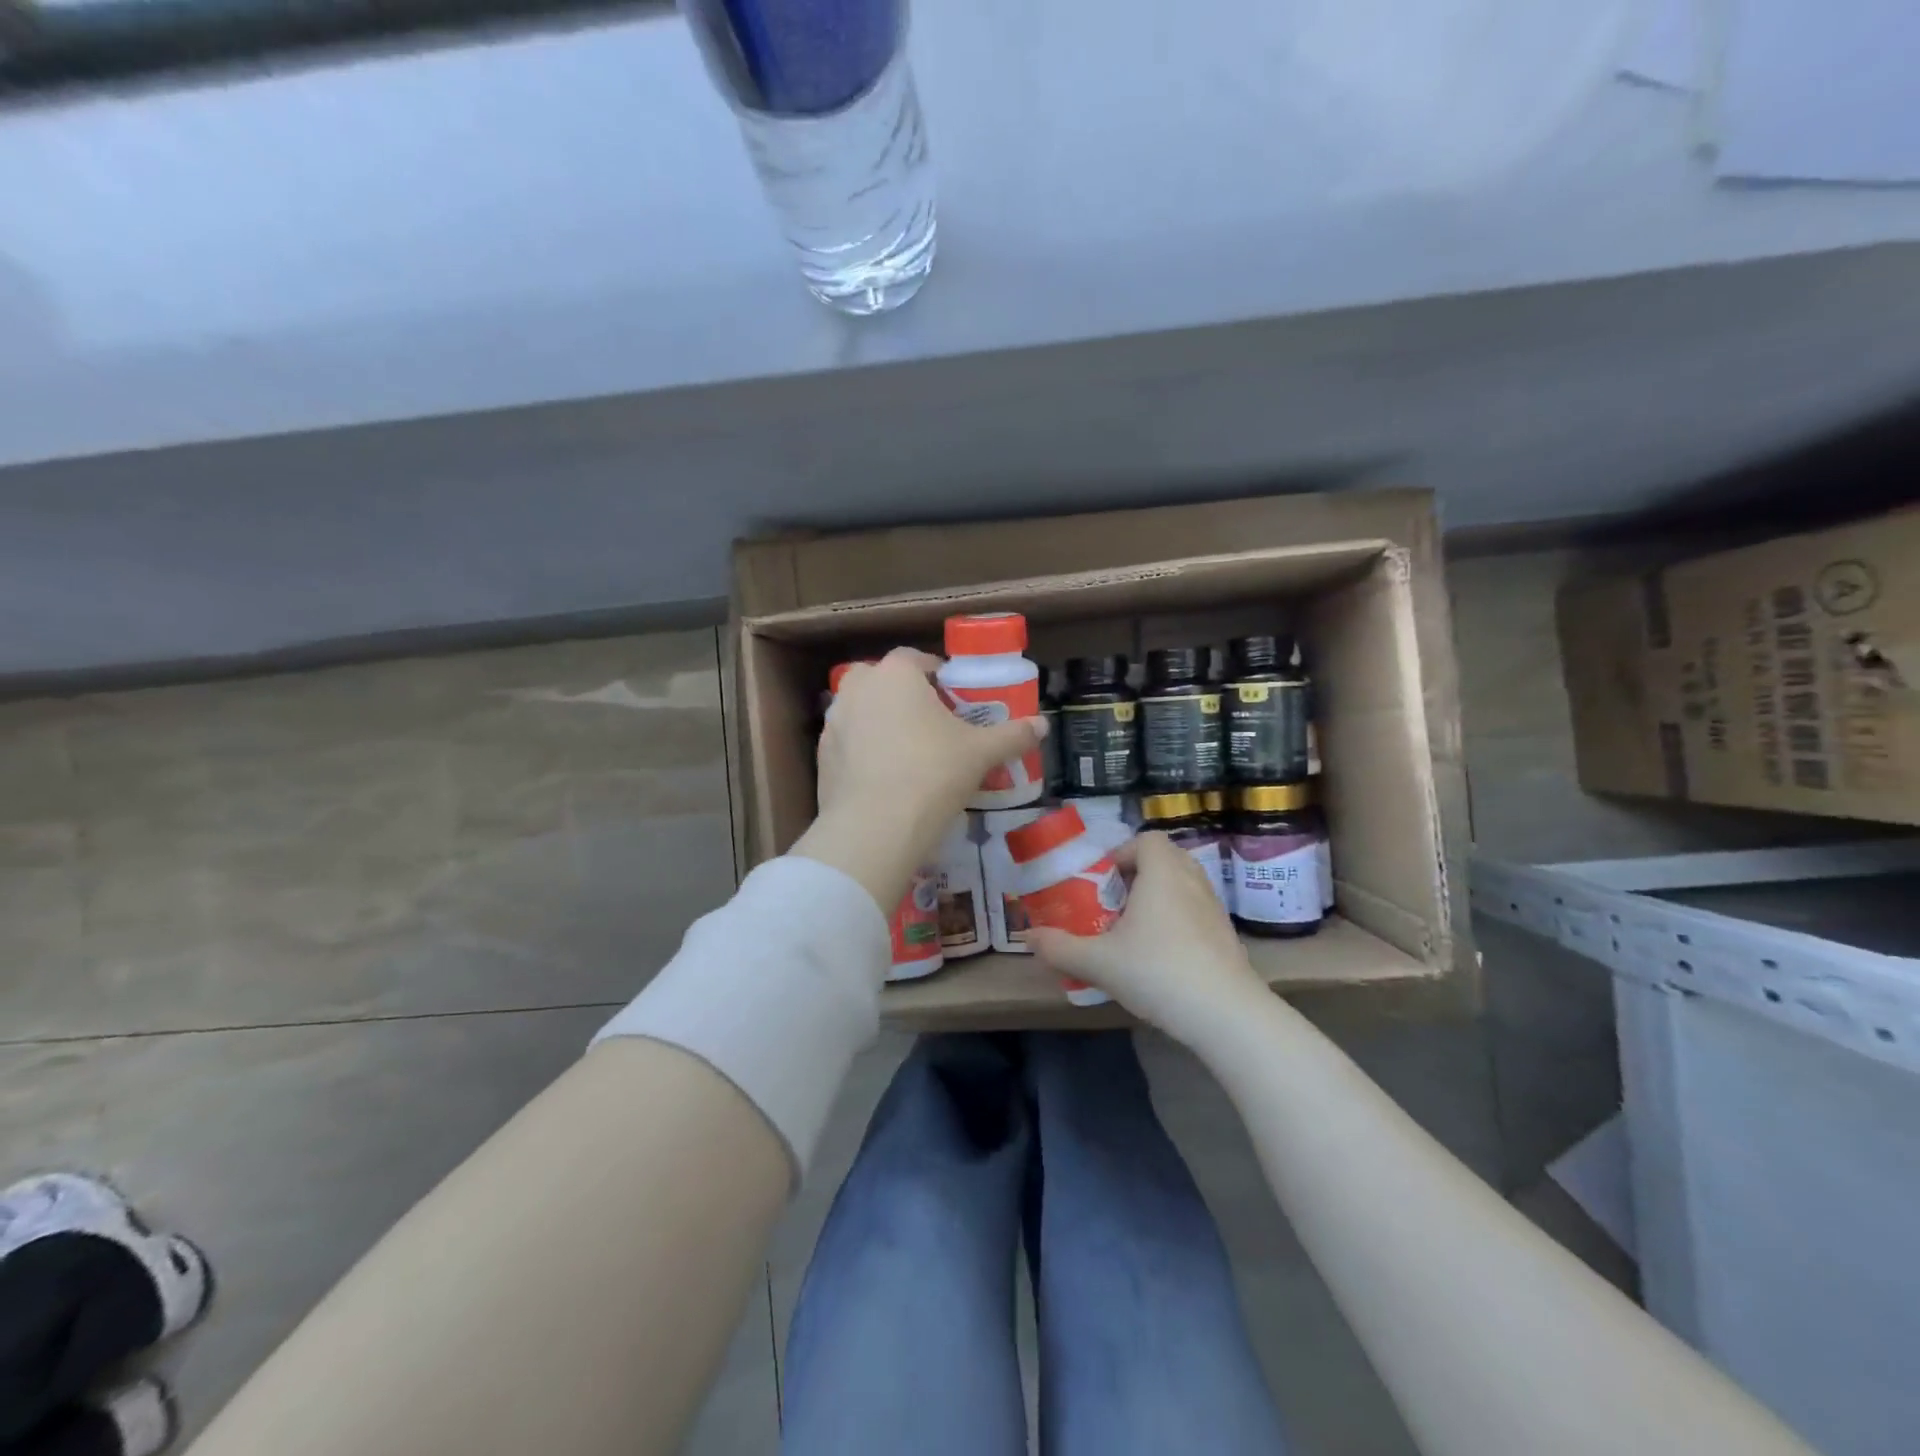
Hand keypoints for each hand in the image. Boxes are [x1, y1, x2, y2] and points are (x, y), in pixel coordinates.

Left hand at [793, 648, 1045, 912]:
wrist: (875, 827)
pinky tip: (885, 777)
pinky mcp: (822, 755)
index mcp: (895, 673)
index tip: (954, 698)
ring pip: (864, 711)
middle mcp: (858, 687)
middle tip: (932, 724)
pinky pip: (849, 743)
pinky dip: (865, 751)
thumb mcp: (980, 753)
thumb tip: (1044, 725)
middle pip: (885, 681)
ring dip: (883, 722)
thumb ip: (1012, 735)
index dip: (937, 675)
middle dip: (906, 696)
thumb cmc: (933, 773)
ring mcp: (834, 721)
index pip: (917, 659)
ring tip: (909, 752)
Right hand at [1026, 832, 1266, 1044]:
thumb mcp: (1098, 962)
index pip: (1146, 840)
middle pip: (1165, 859)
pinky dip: (1179, 922)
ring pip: (1183, 886)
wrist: (1226, 1015)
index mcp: (1162, 873)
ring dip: (1159, 899)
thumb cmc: (1158, 972)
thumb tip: (1027, 937)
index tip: (1103, 883)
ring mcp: (1215, 909)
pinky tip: (1163, 957)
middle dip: (1137, 876)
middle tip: (1114, 905)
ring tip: (1135, 931)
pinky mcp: (1228, 937)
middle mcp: (1192, 881)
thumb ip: (1059, 947)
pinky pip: (1197, 912)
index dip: (1122, 854)